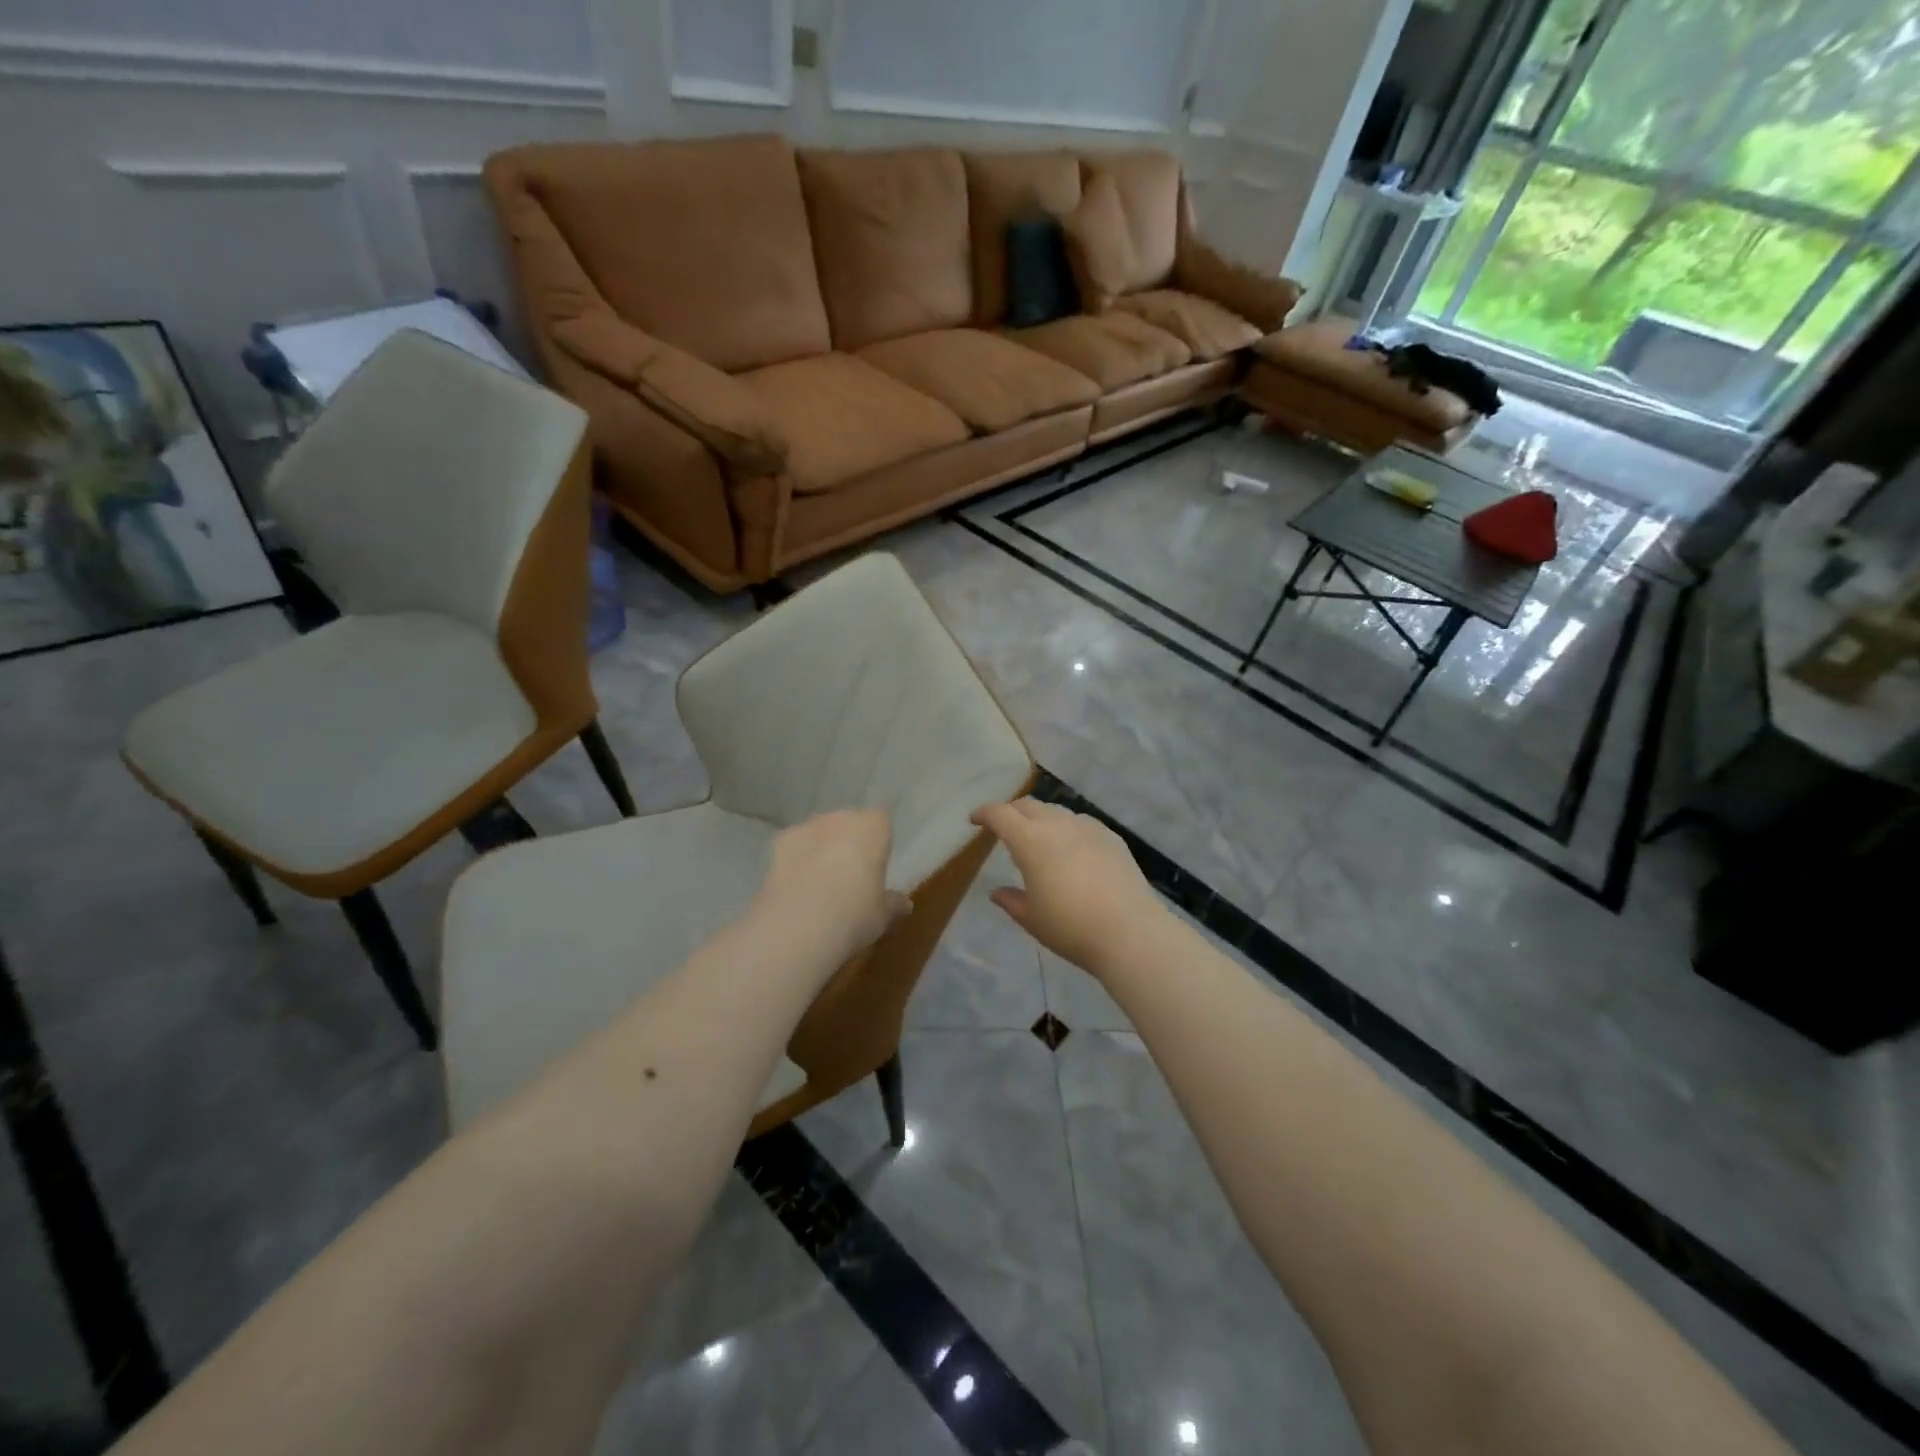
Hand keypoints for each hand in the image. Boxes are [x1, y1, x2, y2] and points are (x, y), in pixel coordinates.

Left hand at [753, 809, 908, 958]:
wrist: (797, 926)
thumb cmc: (854, 914)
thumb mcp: (883, 915)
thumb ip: (893, 904)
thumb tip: (903, 904)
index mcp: (873, 827)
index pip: (881, 823)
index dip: (879, 844)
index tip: (877, 868)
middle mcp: (840, 818)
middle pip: (848, 824)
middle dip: (849, 844)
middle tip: (850, 878)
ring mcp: (806, 827)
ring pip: (819, 834)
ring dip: (821, 850)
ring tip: (819, 886)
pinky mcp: (777, 843)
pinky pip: (794, 848)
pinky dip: (795, 862)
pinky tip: (796, 889)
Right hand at [970, 799, 1163, 972]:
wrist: (1129, 931)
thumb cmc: (1070, 927)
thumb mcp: (1032, 918)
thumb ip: (1011, 901)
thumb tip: (996, 893)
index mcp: (1030, 840)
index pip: (1000, 814)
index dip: (984, 813)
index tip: (974, 820)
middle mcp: (1057, 824)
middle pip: (1027, 805)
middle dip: (1011, 812)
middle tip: (1003, 827)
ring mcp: (1087, 827)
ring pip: (1055, 811)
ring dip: (1040, 818)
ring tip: (1038, 838)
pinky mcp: (1110, 837)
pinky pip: (1080, 823)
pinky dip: (1066, 828)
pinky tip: (1071, 849)